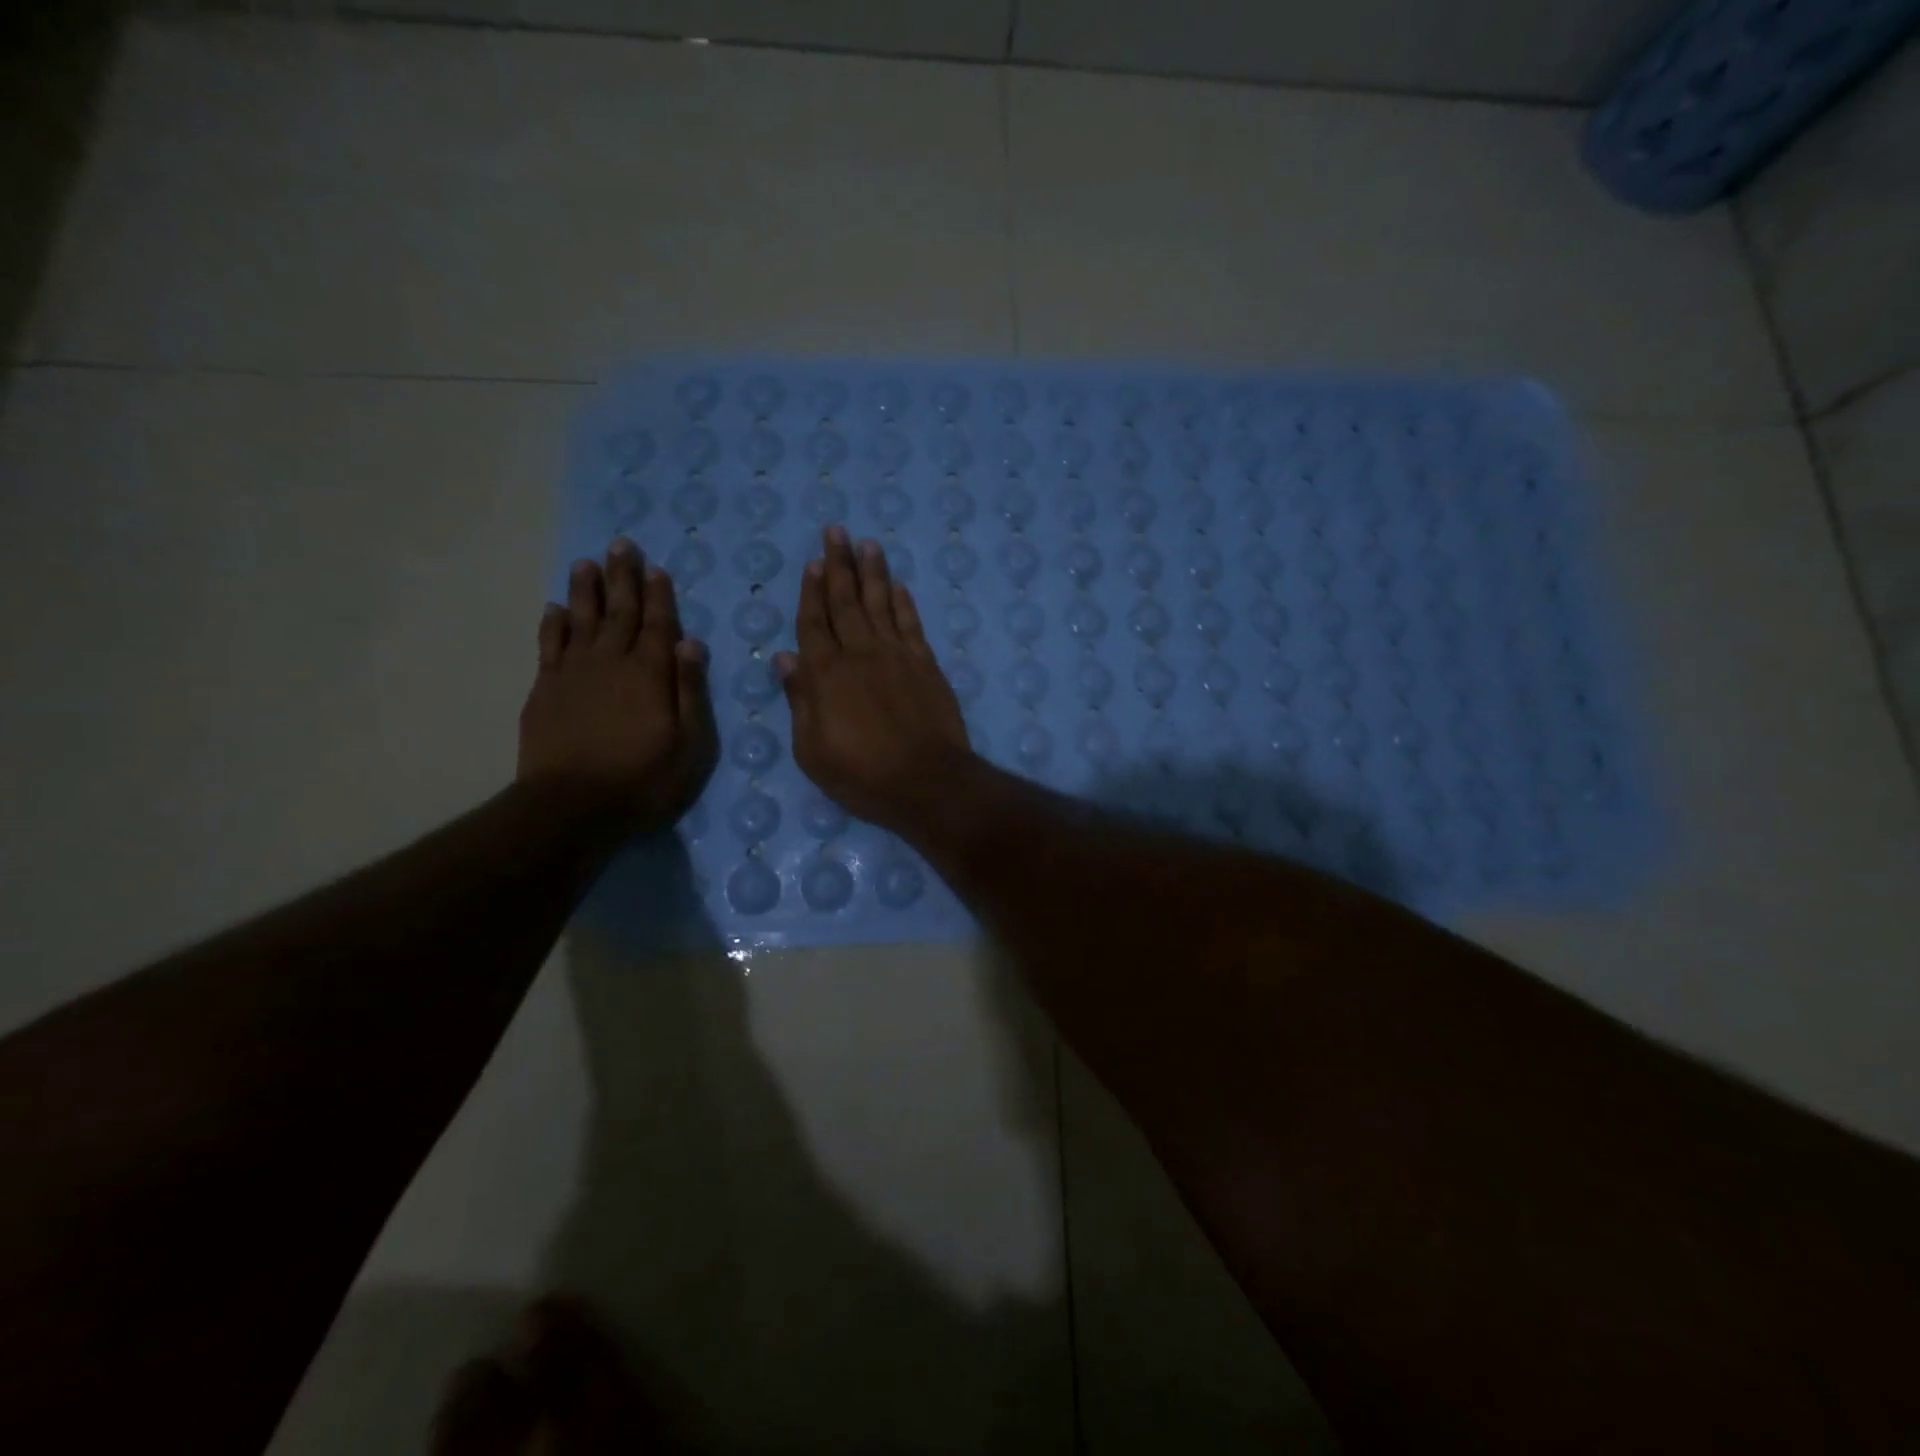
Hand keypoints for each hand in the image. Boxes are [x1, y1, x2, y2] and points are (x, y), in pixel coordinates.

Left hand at [517, 538, 717, 834]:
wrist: (571, 807)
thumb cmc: (643, 780)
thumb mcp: (689, 745)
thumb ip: (690, 691)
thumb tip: (692, 643)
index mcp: (650, 674)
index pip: (659, 625)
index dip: (659, 596)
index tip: (656, 567)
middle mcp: (611, 662)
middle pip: (620, 611)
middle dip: (623, 578)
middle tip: (622, 544)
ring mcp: (574, 673)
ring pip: (581, 620)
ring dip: (586, 590)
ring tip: (587, 563)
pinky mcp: (545, 689)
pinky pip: (550, 645)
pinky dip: (553, 623)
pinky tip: (555, 607)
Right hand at [776, 527, 972, 832]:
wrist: (927, 782)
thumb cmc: (862, 775)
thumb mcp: (813, 751)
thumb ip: (800, 700)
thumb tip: (783, 658)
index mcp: (826, 675)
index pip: (814, 623)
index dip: (812, 592)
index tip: (813, 563)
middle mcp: (860, 654)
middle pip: (846, 602)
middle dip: (840, 565)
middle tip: (837, 532)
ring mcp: (897, 656)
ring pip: (880, 604)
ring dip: (873, 573)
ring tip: (867, 544)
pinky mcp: (926, 665)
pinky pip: (911, 625)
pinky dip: (903, 603)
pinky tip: (897, 586)